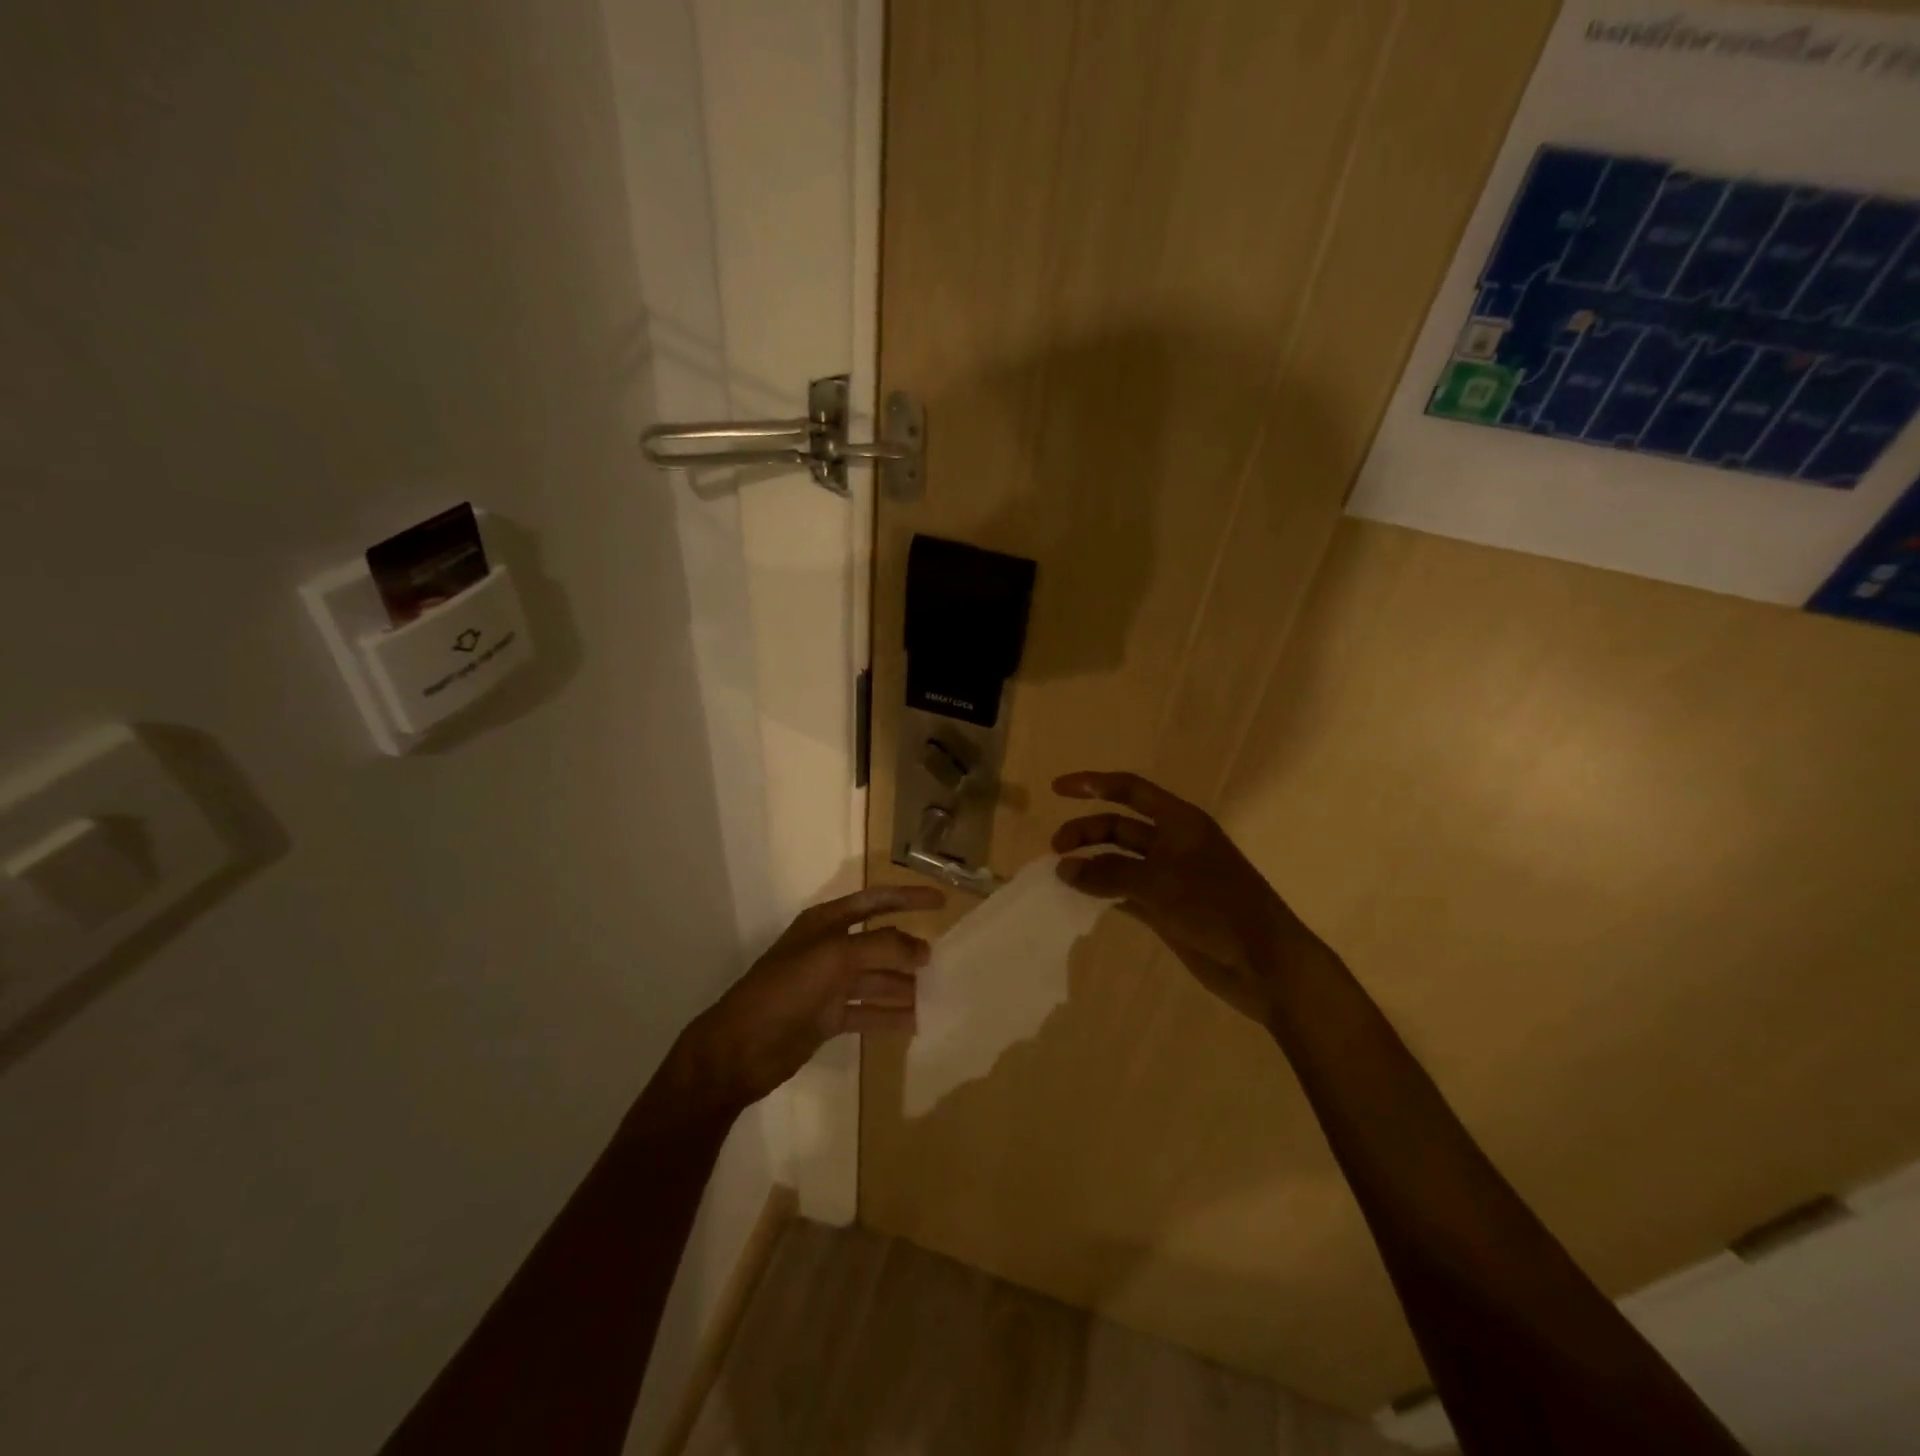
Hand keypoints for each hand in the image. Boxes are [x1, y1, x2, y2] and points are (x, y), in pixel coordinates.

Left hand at [678, 884, 945, 1109]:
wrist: (740, 1049)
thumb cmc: (785, 991)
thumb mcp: (834, 958)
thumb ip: (881, 947)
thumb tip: (923, 949)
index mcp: (825, 924)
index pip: (875, 902)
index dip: (908, 898)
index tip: (942, 901)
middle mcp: (829, 950)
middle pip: (879, 942)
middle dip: (908, 948)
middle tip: (942, 960)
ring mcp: (828, 986)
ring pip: (876, 979)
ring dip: (904, 985)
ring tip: (937, 994)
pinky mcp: (827, 1018)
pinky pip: (867, 1011)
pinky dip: (890, 1015)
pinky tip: (915, 1023)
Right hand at [1051, 771, 1320, 1024]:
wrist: (1264, 964)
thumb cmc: (1217, 908)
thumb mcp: (1159, 884)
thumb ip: (1107, 874)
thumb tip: (1063, 868)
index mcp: (1179, 822)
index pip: (1129, 790)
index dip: (1092, 784)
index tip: (1056, 789)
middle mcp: (1173, 844)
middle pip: (1119, 827)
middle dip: (1086, 832)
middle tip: (1054, 851)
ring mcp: (1170, 878)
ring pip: (1119, 861)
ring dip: (1091, 864)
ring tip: (1059, 877)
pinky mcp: (1166, 910)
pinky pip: (1124, 893)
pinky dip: (1102, 894)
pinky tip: (1078, 901)